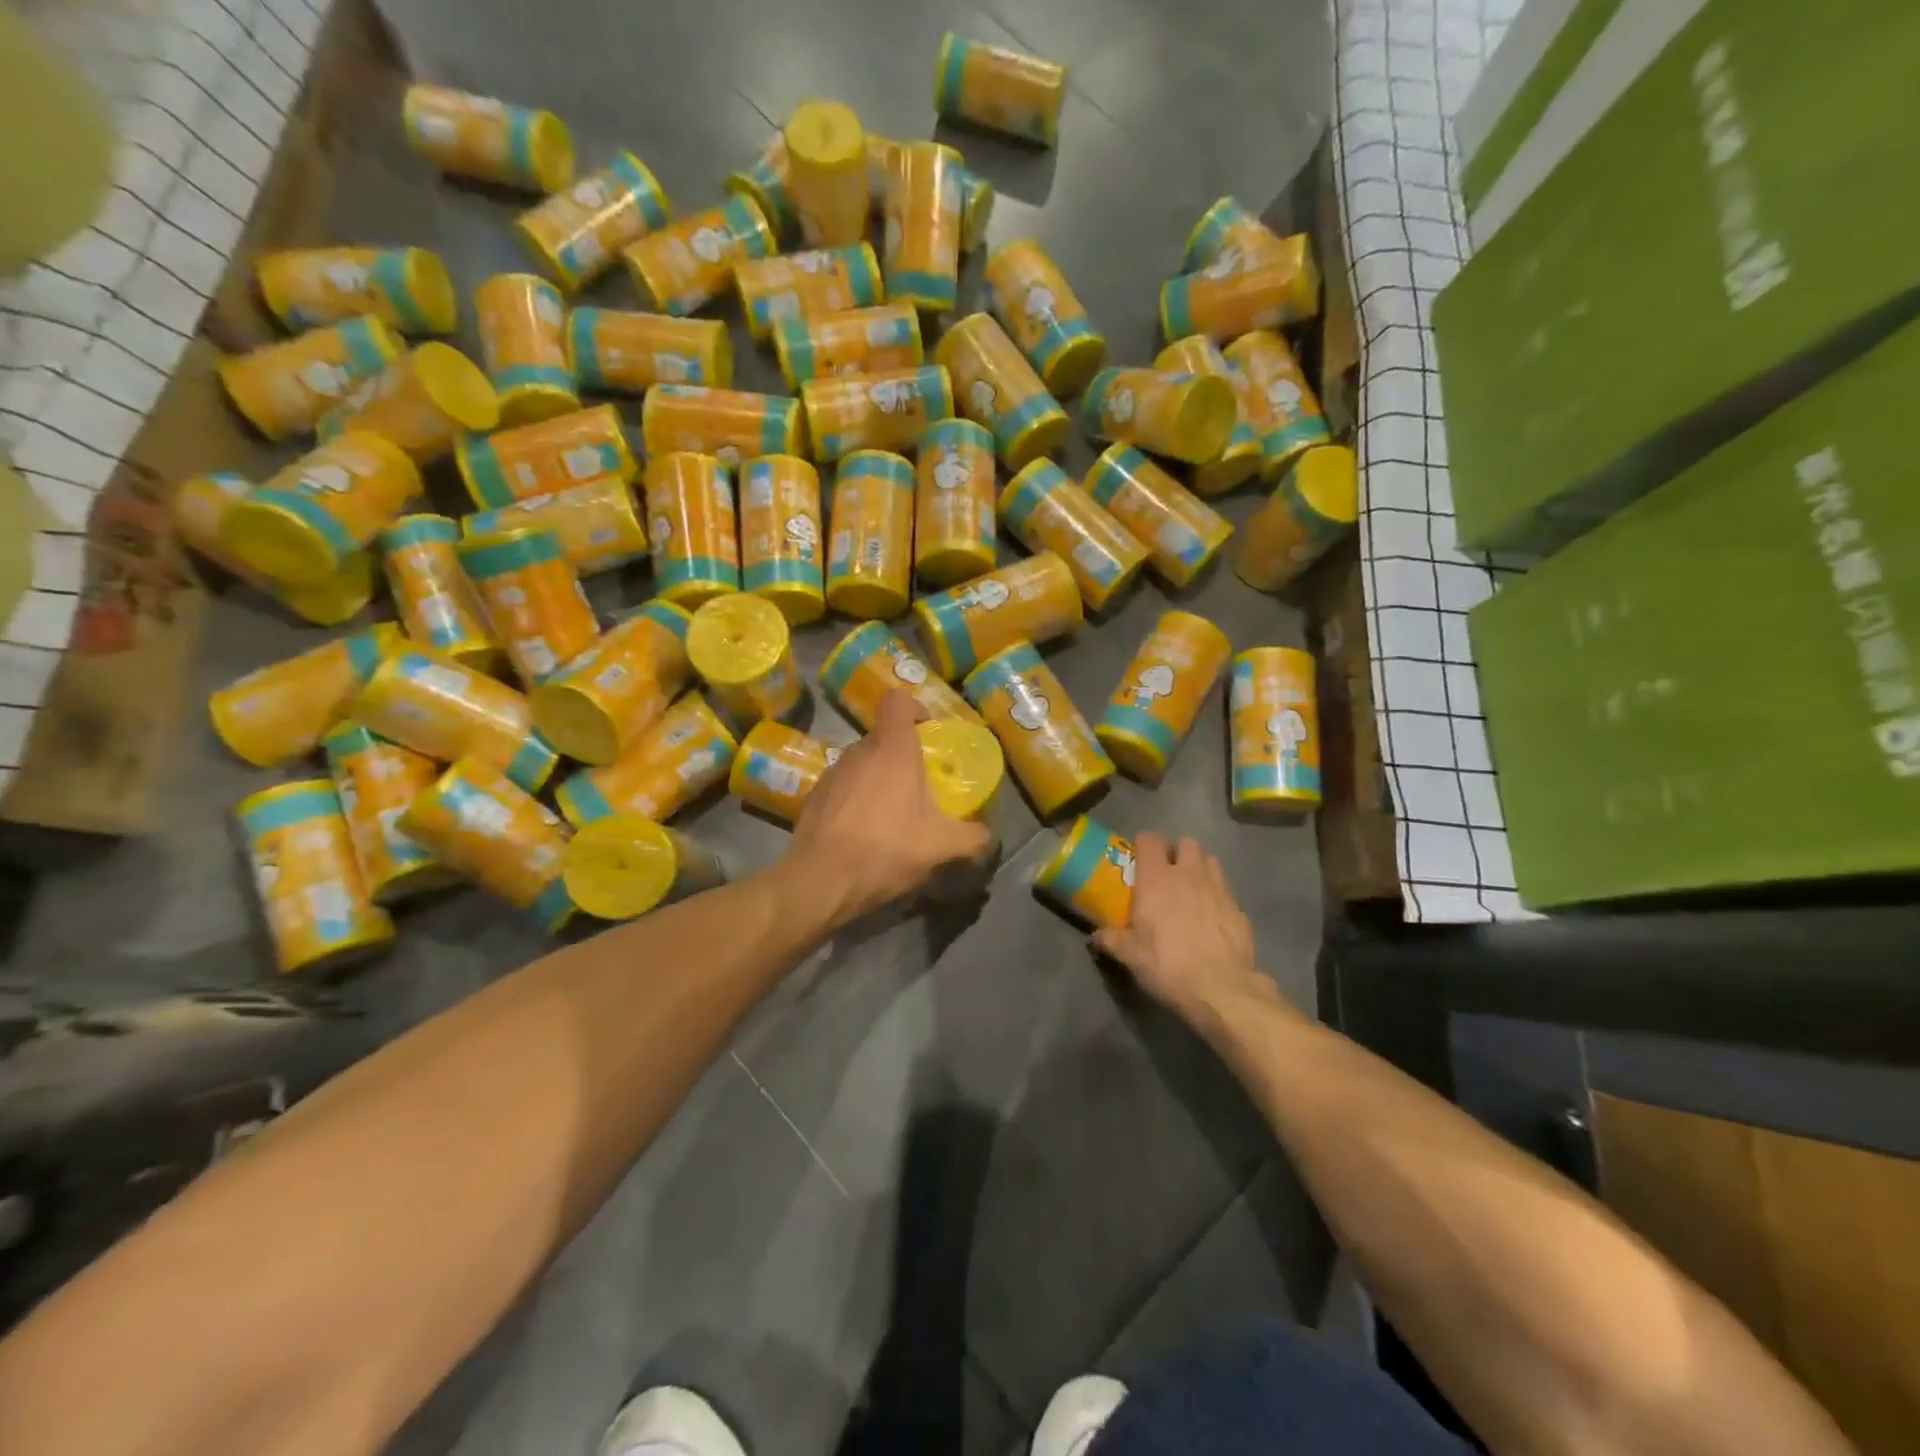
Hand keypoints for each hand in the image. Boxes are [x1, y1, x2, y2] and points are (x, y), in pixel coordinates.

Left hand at [786, 689, 992, 926]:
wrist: (821, 879)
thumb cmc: (886, 848)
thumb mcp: (941, 847)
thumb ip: (971, 836)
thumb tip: (986, 834)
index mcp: (893, 750)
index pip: (897, 701)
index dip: (913, 707)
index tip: (926, 729)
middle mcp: (859, 751)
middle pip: (882, 737)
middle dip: (900, 756)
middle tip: (917, 786)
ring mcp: (832, 772)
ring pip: (861, 763)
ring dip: (876, 780)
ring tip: (889, 815)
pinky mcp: (814, 796)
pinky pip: (842, 787)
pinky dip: (854, 800)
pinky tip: (861, 832)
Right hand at [1094, 832, 1269, 1027]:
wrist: (1220, 989)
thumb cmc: (1167, 965)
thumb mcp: (1130, 956)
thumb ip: (1112, 939)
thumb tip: (1096, 935)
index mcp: (1157, 879)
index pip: (1150, 840)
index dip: (1144, 844)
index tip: (1139, 858)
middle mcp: (1189, 875)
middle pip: (1186, 843)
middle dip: (1177, 852)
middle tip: (1168, 873)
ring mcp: (1218, 889)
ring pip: (1210, 861)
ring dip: (1200, 869)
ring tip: (1192, 889)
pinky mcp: (1239, 909)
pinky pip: (1226, 891)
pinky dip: (1217, 896)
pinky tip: (1212, 917)